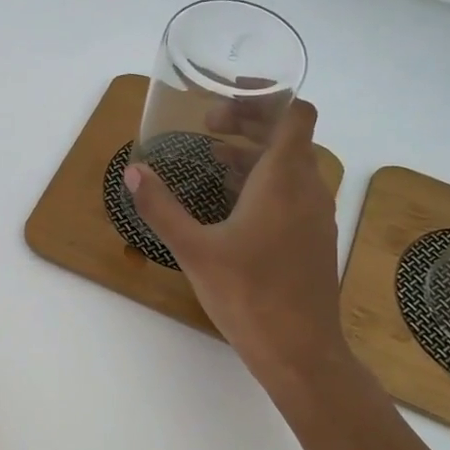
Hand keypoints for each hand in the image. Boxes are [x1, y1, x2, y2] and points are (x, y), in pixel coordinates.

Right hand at [124, 100, 351, 397]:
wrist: (300, 351)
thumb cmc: (248, 295)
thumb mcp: (194, 250)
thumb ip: (161, 208)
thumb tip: (133, 172)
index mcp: (284, 179)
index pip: (295, 113)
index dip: (264, 98)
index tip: (223, 106)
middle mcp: (309, 188)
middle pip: (289, 135)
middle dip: (249, 123)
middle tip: (207, 128)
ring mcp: (317, 215)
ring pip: (291, 165)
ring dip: (255, 154)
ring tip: (213, 163)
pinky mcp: (314, 238)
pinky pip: (294, 192)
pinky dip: (266, 183)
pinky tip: (232, 206)